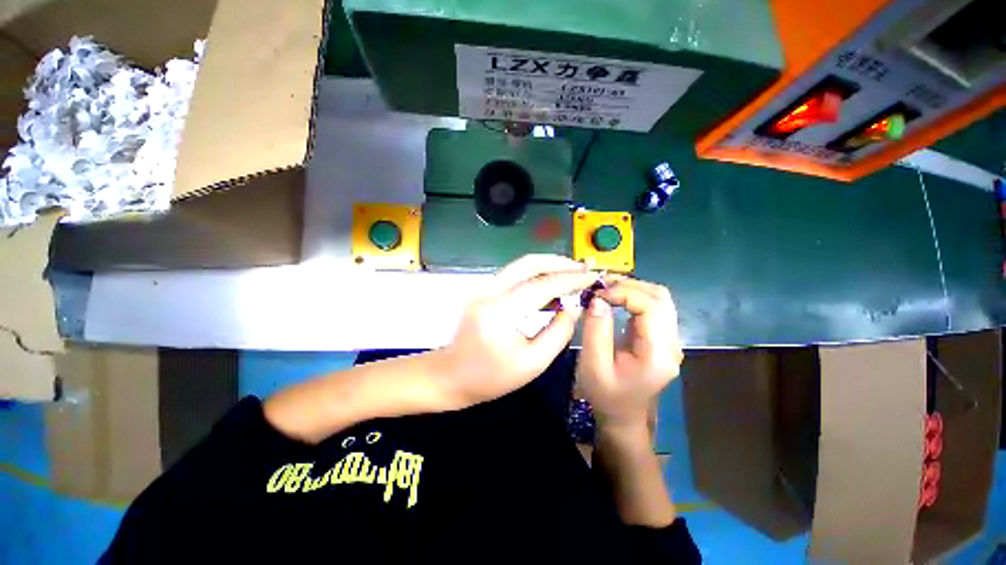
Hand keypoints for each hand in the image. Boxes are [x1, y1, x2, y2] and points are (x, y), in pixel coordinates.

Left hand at [435, 255, 597, 409]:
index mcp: (500, 312)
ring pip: (520, 265)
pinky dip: (534, 274)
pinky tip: (549, 283)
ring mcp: (482, 287)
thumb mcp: (533, 363)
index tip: (592, 277)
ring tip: (571, 273)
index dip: (570, 280)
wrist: (450, 375)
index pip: (542, 286)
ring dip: (548, 265)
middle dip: (559, 263)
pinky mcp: (482, 290)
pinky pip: (513, 274)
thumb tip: (575, 306)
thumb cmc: (491, 377)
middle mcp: (489, 291)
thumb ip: (558, 333)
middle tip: (582, 269)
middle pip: (529, 263)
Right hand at [577, 275, 682, 430]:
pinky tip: (615, 297)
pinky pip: (654, 307)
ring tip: (606, 288)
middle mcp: (672, 344)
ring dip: (633, 288)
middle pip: (660, 298)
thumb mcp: (593, 365)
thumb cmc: (606, 395)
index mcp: (658, 355)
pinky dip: (634, 296)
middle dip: (629, 285)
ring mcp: (670, 340)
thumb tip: (597, 299)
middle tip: (600, 286)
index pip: (652, 307)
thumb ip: (596, 330)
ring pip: (660, 299)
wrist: (622, 416)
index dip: (624, 293)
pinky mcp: (662, 338)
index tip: (597, 294)